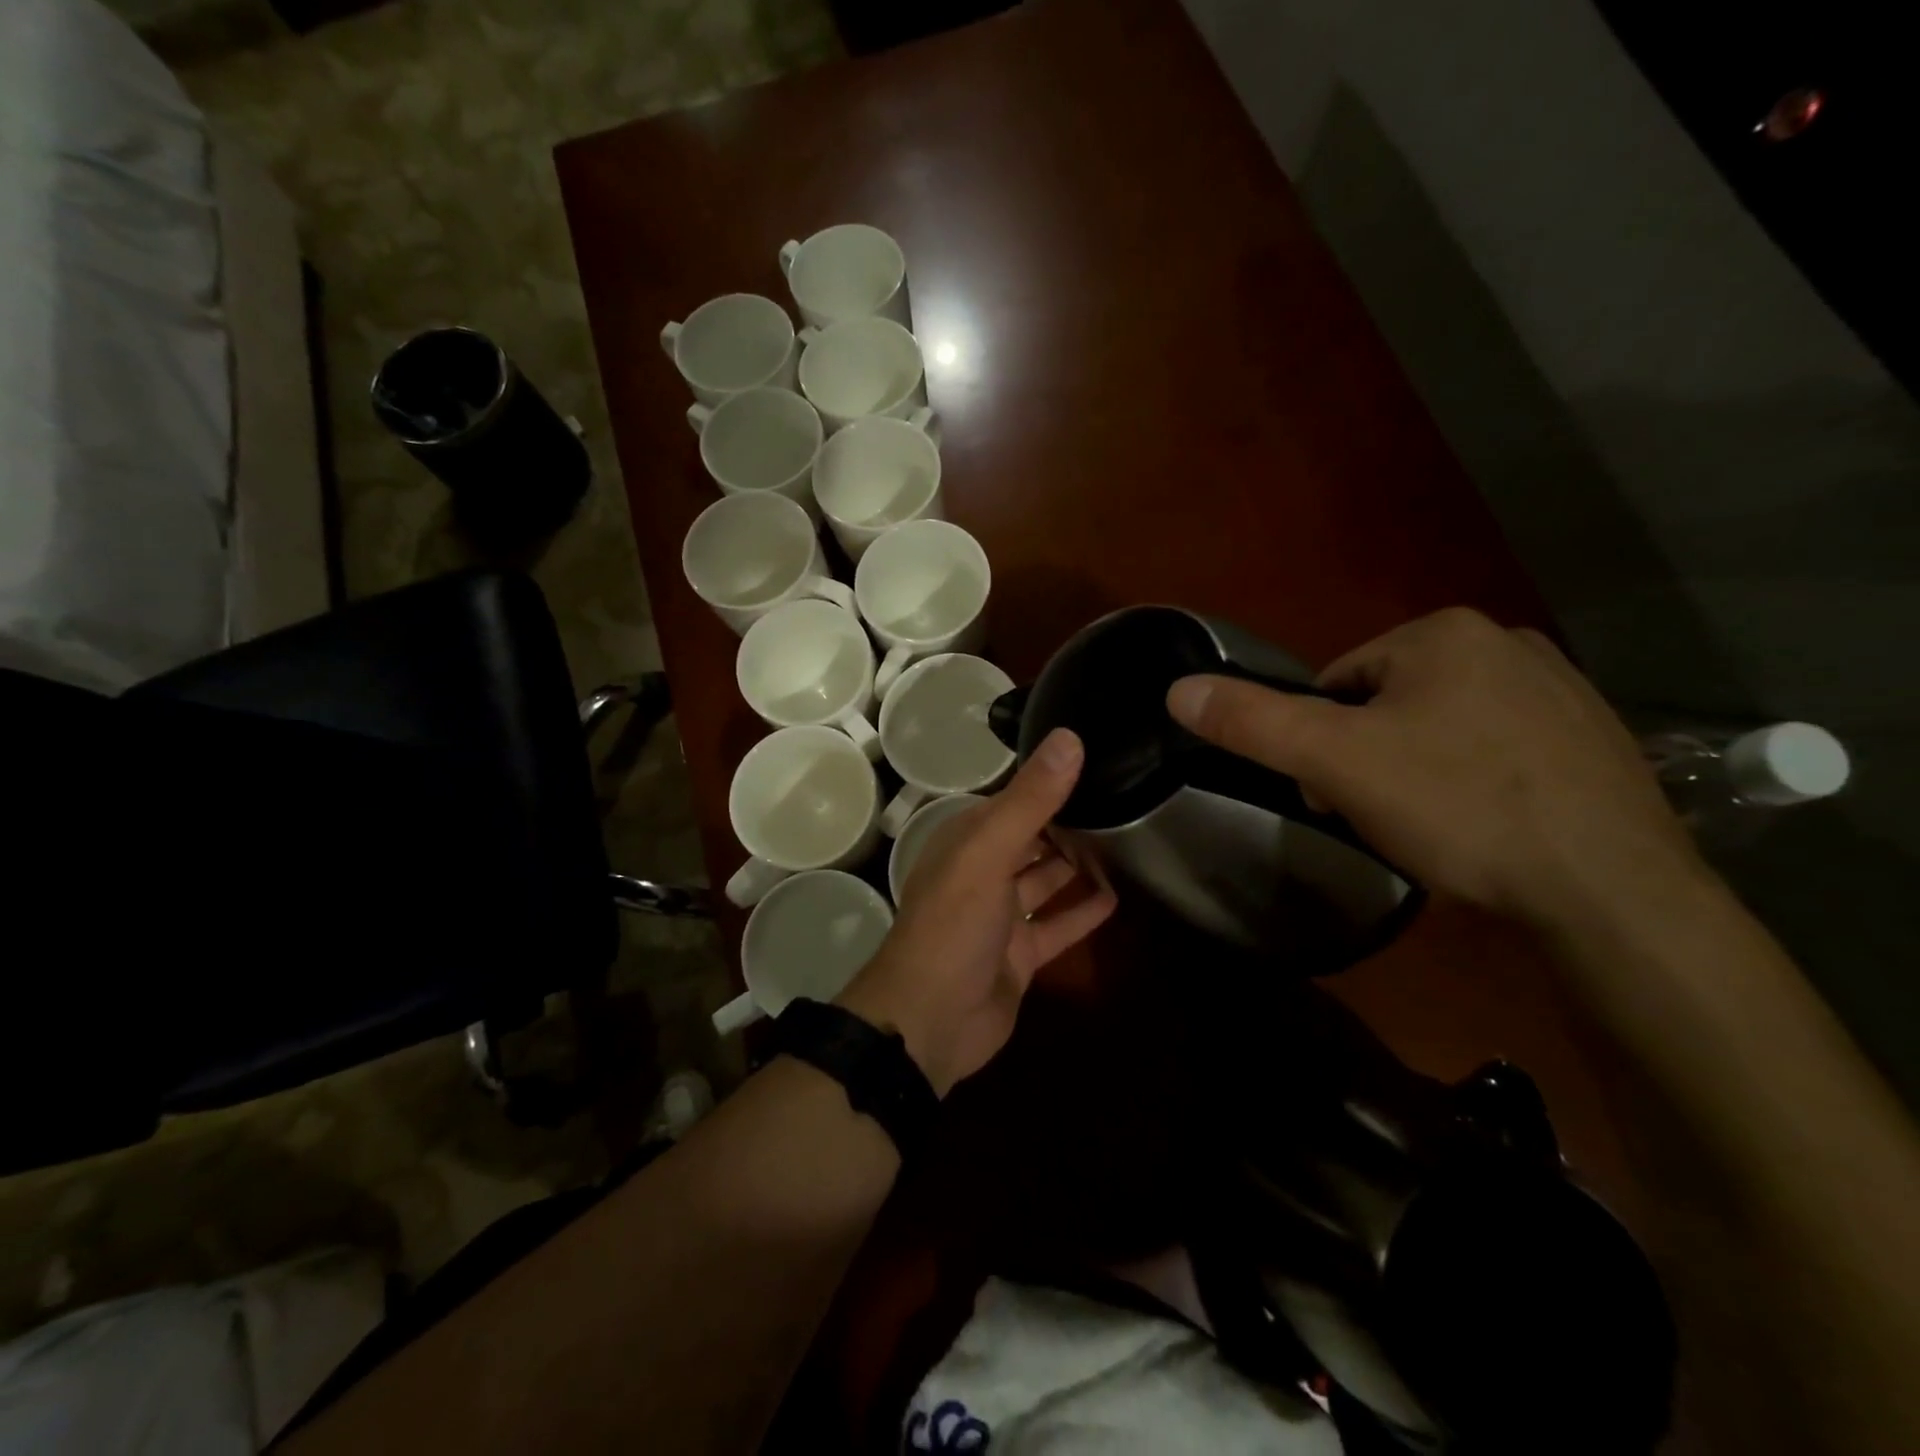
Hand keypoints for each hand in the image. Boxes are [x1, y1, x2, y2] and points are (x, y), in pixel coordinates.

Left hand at [837, 729, 1117, 1096]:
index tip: (1098, 761)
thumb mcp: (989, 853)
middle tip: (1124, 799)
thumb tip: (1070, 736)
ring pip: (1045, 881)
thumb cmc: (953, 925)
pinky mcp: (1021, 956)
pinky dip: (1082, 912)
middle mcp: (983, 872)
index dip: (1050, 782)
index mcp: (968, 841)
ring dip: (1078, 865)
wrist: (930, 1021)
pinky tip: (1119, 897)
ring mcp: (1002, 917)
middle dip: (1069, 823)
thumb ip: (1030, 800)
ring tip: (1128, 840)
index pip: (1013, 800)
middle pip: (1032, 839)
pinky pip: (1057, 926)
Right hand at [1166, 608, 1704, 925]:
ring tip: (1431, 828)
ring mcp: (1563, 689)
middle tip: (1378, 816)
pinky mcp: (1596, 739)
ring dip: (1416, 770)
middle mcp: (1509, 642)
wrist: (1612, 892)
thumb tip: (1176, 688)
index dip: (1320, 742)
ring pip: (1442, 727)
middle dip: (1368, 756)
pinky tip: (1484, 828)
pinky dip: (1473, 781)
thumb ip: (1251, 721)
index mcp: (1444, 633)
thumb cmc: (1458, 808)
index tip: (1334, 793)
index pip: (1337, 682)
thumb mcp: (1334, 762)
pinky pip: (1498, 749)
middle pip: (1388, 703)